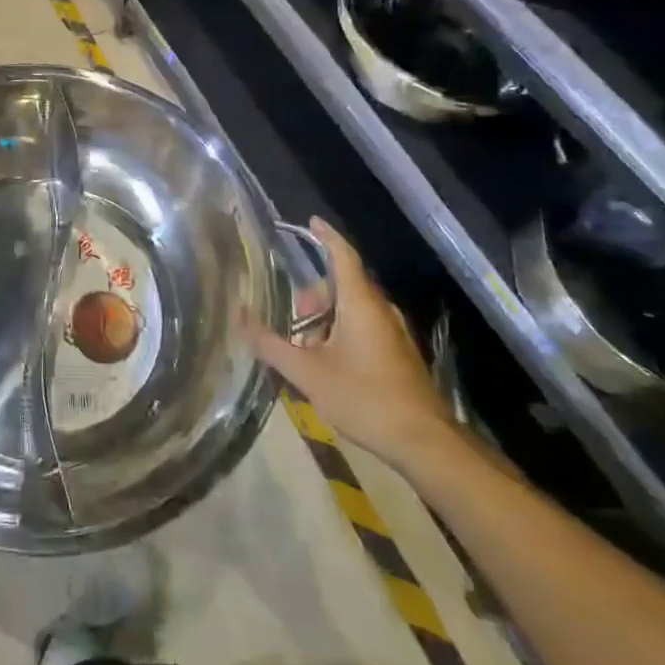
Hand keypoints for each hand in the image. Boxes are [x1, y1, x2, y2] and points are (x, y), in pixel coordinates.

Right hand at [243, 218, 458, 468]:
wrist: (424, 443)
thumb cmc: (364, 398)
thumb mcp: (308, 373)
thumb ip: (271, 344)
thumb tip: (240, 316)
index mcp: (360, 304)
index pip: (343, 256)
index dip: (326, 236)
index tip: (311, 221)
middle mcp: (381, 310)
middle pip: (343, 285)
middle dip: (314, 296)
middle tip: (291, 320)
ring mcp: (394, 333)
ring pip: (354, 309)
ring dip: (326, 320)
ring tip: (305, 349)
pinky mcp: (400, 354)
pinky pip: (365, 328)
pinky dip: (342, 333)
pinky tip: (328, 364)